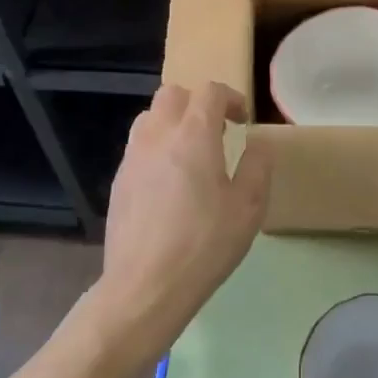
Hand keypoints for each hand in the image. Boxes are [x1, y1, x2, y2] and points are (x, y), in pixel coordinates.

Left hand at [92, 82, 272, 361]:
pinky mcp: (119, 180)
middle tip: (217, 131)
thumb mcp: (248, 208)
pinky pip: (139, 146)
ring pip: (150, 117)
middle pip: (173, 94)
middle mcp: (158, 135)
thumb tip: (258, 144)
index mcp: (193, 135)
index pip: (209, 91)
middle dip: (198, 103)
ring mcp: (133, 157)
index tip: (242, 121)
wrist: (145, 286)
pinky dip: (157, 147)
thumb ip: (257, 166)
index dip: (231, 98)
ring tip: (191, 153)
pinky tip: (169, 182)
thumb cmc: (204, 244)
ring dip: (173, 122)